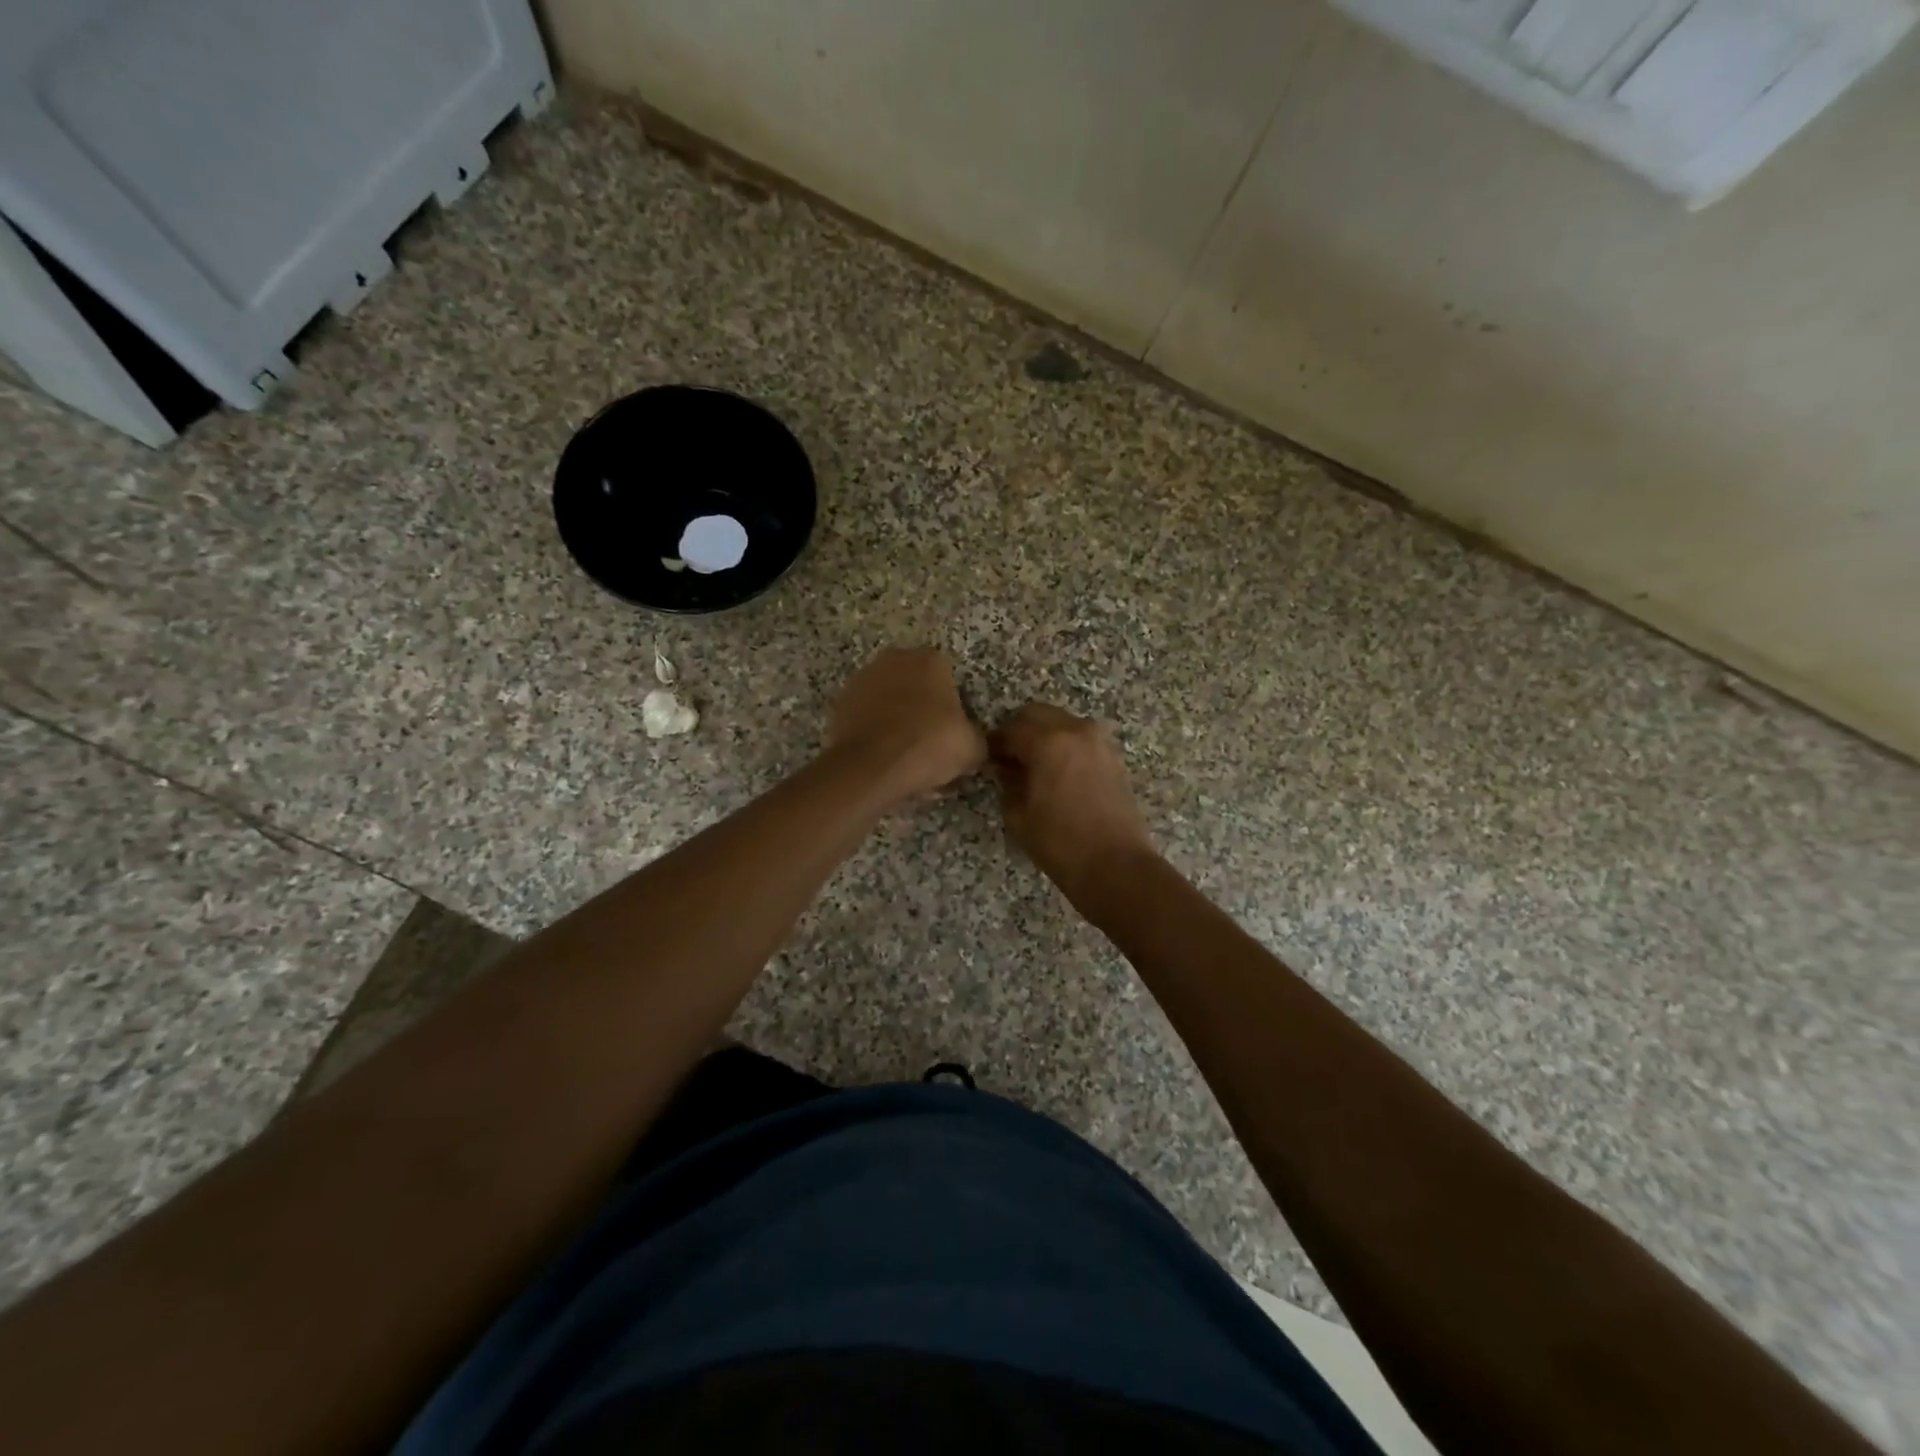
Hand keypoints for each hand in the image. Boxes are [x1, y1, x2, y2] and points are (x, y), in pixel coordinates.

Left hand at [828, 648, 985, 805]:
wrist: (871, 766)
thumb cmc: (929, 745)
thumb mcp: (972, 748)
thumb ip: (976, 739)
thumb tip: (975, 745)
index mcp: (930, 660)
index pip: (946, 674)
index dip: (950, 702)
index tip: (950, 728)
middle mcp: (894, 659)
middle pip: (913, 681)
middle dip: (920, 703)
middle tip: (927, 738)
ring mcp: (862, 678)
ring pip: (887, 696)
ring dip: (893, 714)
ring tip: (902, 750)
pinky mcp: (840, 702)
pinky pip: (865, 714)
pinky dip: (872, 728)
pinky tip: (880, 753)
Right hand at [990, 704, 1154, 900]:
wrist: (1116, 866)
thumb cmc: (1060, 843)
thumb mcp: (1019, 815)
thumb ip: (1008, 783)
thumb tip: (1005, 768)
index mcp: (1048, 741)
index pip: (1011, 729)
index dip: (994, 743)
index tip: (986, 758)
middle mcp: (1076, 730)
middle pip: (1038, 714)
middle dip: (1019, 731)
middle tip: (1008, 758)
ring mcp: (1099, 742)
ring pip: (1062, 723)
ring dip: (1044, 736)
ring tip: (1033, 767)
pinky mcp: (1113, 757)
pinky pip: (1081, 739)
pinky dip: (1065, 746)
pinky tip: (1057, 773)